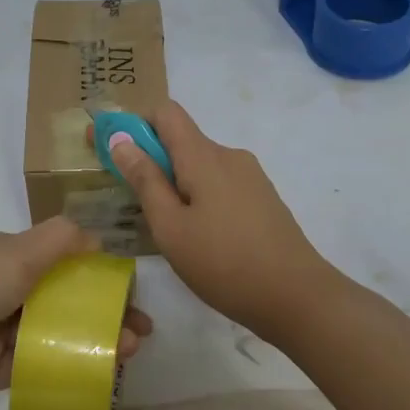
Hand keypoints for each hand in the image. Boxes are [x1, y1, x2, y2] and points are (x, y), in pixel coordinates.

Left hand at [0, 219, 150, 409]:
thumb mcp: (14, 252)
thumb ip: (60, 241)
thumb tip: (97, 237)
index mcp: (1, 254)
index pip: (56, 259)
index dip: (94, 272)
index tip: (127, 289)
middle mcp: (0, 288)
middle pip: (61, 298)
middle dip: (101, 310)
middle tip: (140, 329)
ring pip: (54, 333)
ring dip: (92, 338)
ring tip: (131, 350)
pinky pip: (38, 365)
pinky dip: (69, 365)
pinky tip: (102, 370)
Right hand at [105, 100, 336, 340]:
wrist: (298, 297)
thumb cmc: (224, 263)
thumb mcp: (171, 227)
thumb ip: (145, 180)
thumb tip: (120, 139)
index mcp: (204, 156)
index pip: (166, 112)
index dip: (134, 124)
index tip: (112, 152)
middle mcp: (229, 155)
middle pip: (181, 140)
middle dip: (151, 161)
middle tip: (131, 203)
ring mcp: (250, 177)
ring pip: (200, 166)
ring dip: (175, 183)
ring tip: (166, 229)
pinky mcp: (262, 198)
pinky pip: (219, 184)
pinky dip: (198, 197)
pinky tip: (198, 237)